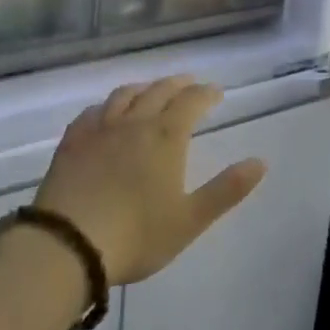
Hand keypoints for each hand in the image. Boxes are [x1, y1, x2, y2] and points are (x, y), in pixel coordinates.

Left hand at [34, 76, 266, 285]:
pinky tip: (106, 112)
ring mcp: (99, 130)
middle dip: (178, 84)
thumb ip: (226, 190)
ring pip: (125, 95)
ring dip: (144, 87)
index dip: (206, 94)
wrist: (68, 245)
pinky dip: (108, 105)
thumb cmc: (137, 235)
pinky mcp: (72, 142)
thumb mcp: (190, 219)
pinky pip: (93, 112)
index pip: (191, 102)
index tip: (217, 92)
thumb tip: (260, 162)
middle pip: (159, 91)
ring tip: (152, 89)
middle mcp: (134, 123)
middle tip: (190, 83)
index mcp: (166, 137)